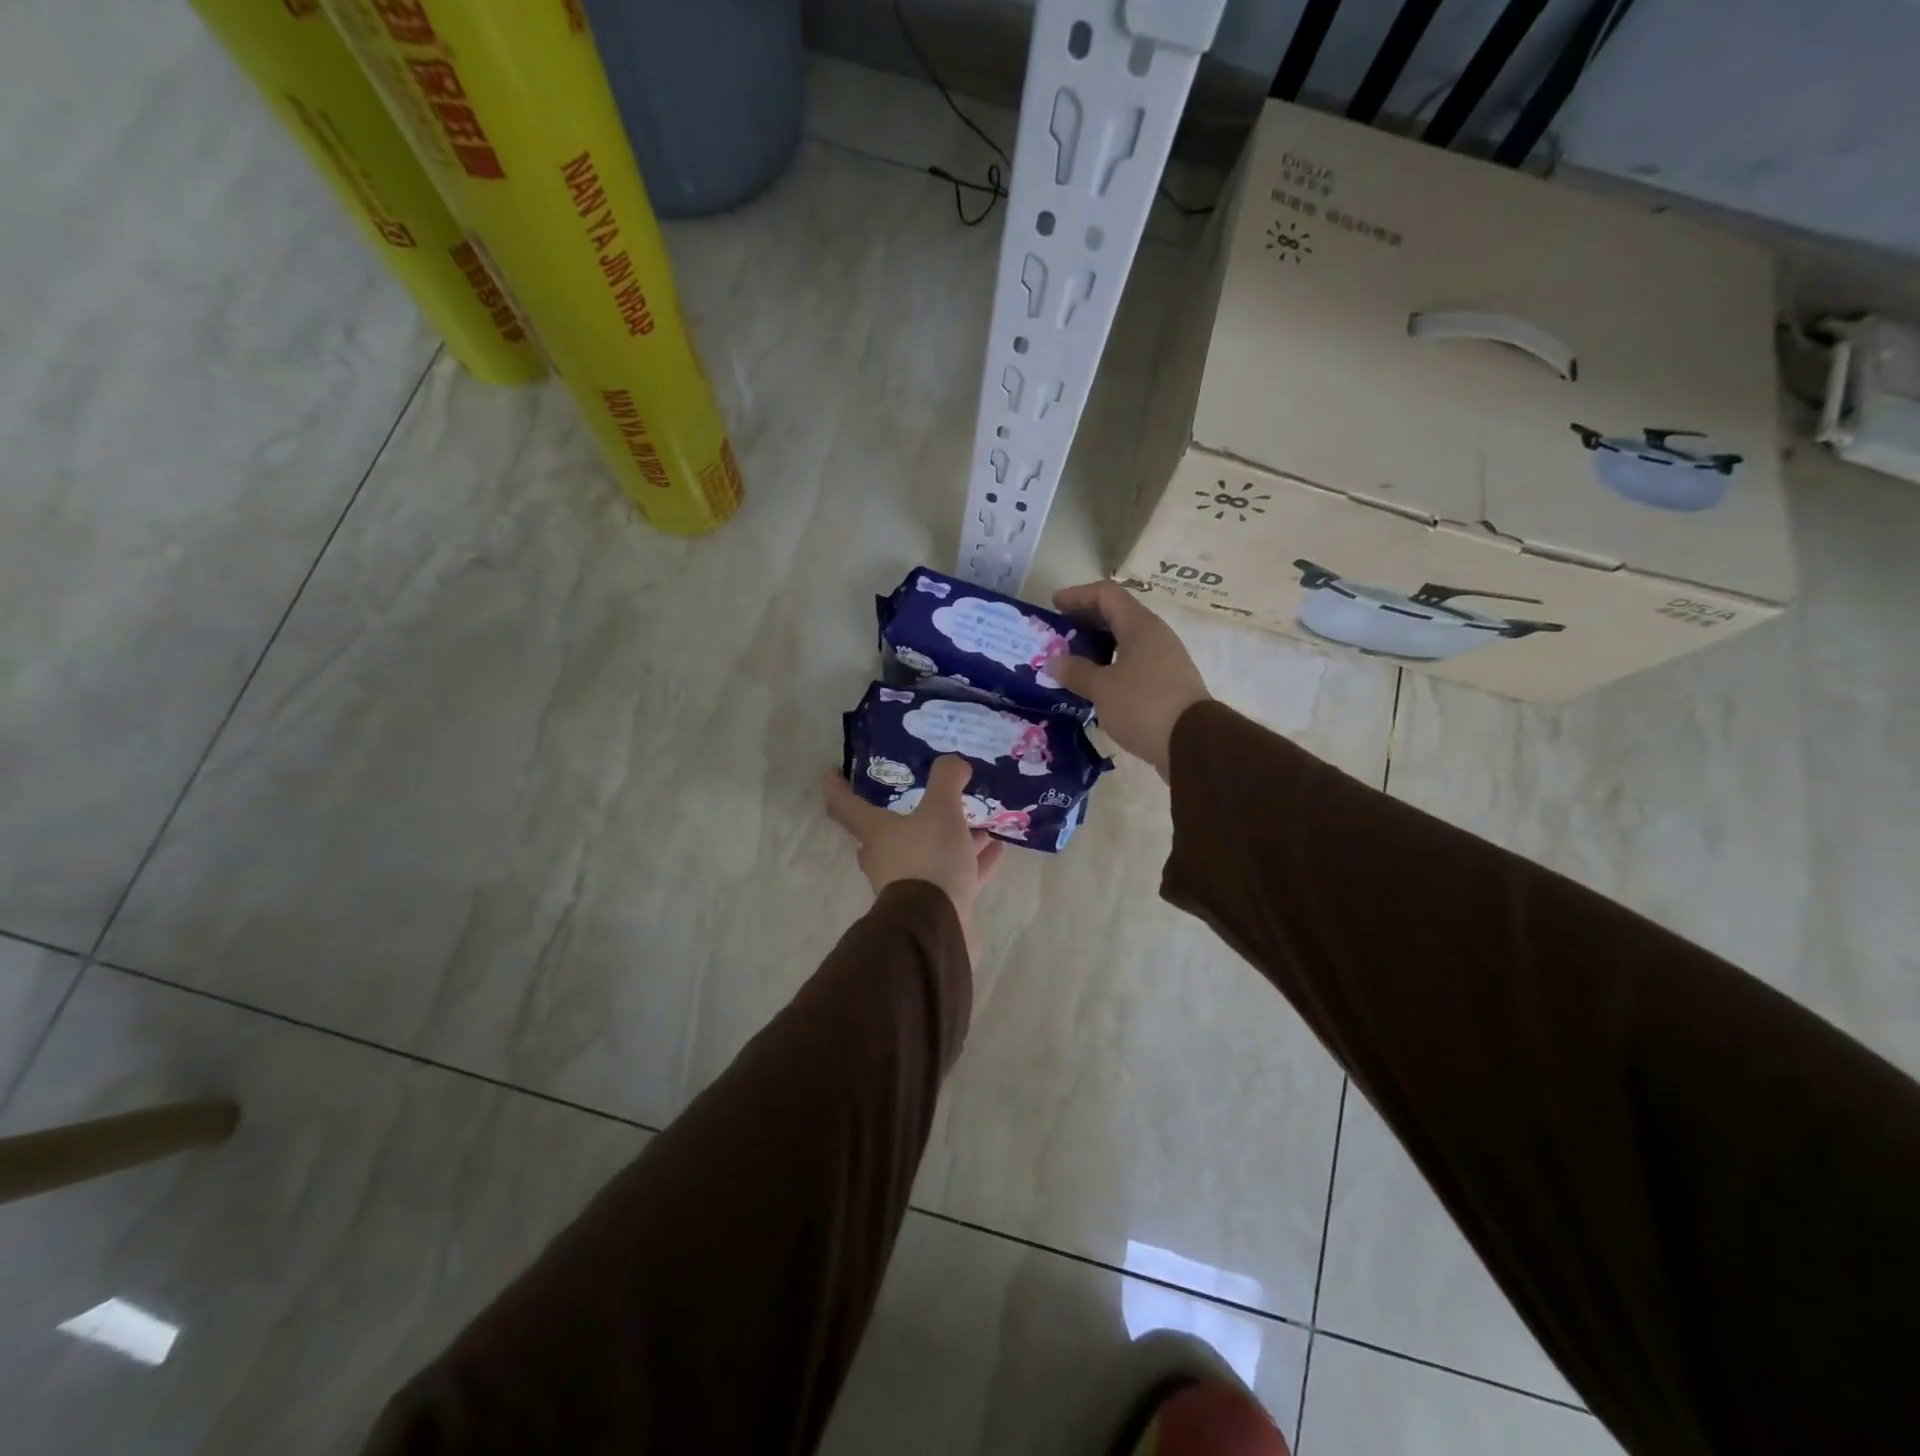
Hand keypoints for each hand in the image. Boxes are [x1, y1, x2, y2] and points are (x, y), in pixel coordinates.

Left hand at [825, 756, 1004, 955]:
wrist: (935, 927)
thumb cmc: (928, 860)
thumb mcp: (941, 810)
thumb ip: (946, 780)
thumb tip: (953, 763)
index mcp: (875, 833)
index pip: (844, 805)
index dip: (836, 786)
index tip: (832, 770)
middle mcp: (885, 859)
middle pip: (889, 833)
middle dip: (909, 815)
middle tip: (929, 798)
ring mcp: (908, 886)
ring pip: (928, 854)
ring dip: (951, 839)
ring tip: (980, 823)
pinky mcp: (933, 906)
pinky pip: (953, 876)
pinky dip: (972, 863)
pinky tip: (996, 851)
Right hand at [1047, 580, 1210, 779]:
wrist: (1192, 743)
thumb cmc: (1143, 705)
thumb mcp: (1102, 688)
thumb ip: (1076, 672)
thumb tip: (1055, 661)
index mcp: (1140, 626)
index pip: (1107, 594)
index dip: (1078, 594)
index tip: (1054, 604)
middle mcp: (1155, 636)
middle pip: (1117, 615)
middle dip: (1086, 621)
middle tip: (1060, 633)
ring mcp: (1165, 660)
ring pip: (1126, 641)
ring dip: (1098, 646)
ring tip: (1073, 661)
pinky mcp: (1168, 684)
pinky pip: (1134, 664)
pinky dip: (1111, 666)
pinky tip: (1096, 684)